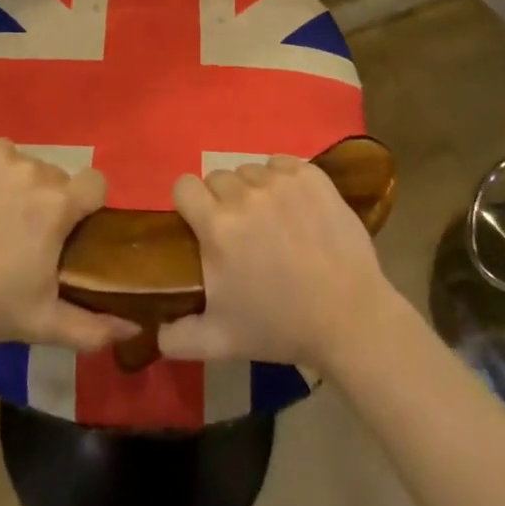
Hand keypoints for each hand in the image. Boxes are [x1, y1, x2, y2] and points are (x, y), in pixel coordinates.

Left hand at [0, 139, 139, 350]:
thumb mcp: (42, 323)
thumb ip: (93, 327)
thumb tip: (134, 326)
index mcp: (58, 204)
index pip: (96, 183)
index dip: (89, 205)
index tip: (71, 230)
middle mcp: (35, 170)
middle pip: (58, 179)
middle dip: (50, 202)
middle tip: (25, 237)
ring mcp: (1, 157)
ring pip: (28, 165)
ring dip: (22, 187)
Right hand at [158, 156, 401, 372]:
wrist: (350, 319)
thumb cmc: (281, 327)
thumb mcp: (221, 342)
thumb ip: (178, 336)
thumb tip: (153, 331)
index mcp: (217, 226)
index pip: (184, 186)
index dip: (189, 203)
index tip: (201, 224)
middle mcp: (244, 194)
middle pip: (217, 177)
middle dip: (223, 201)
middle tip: (242, 232)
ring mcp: (281, 181)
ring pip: (250, 170)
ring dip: (254, 191)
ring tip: (272, 221)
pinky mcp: (311, 175)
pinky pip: (282, 163)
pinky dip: (283, 179)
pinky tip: (295, 208)